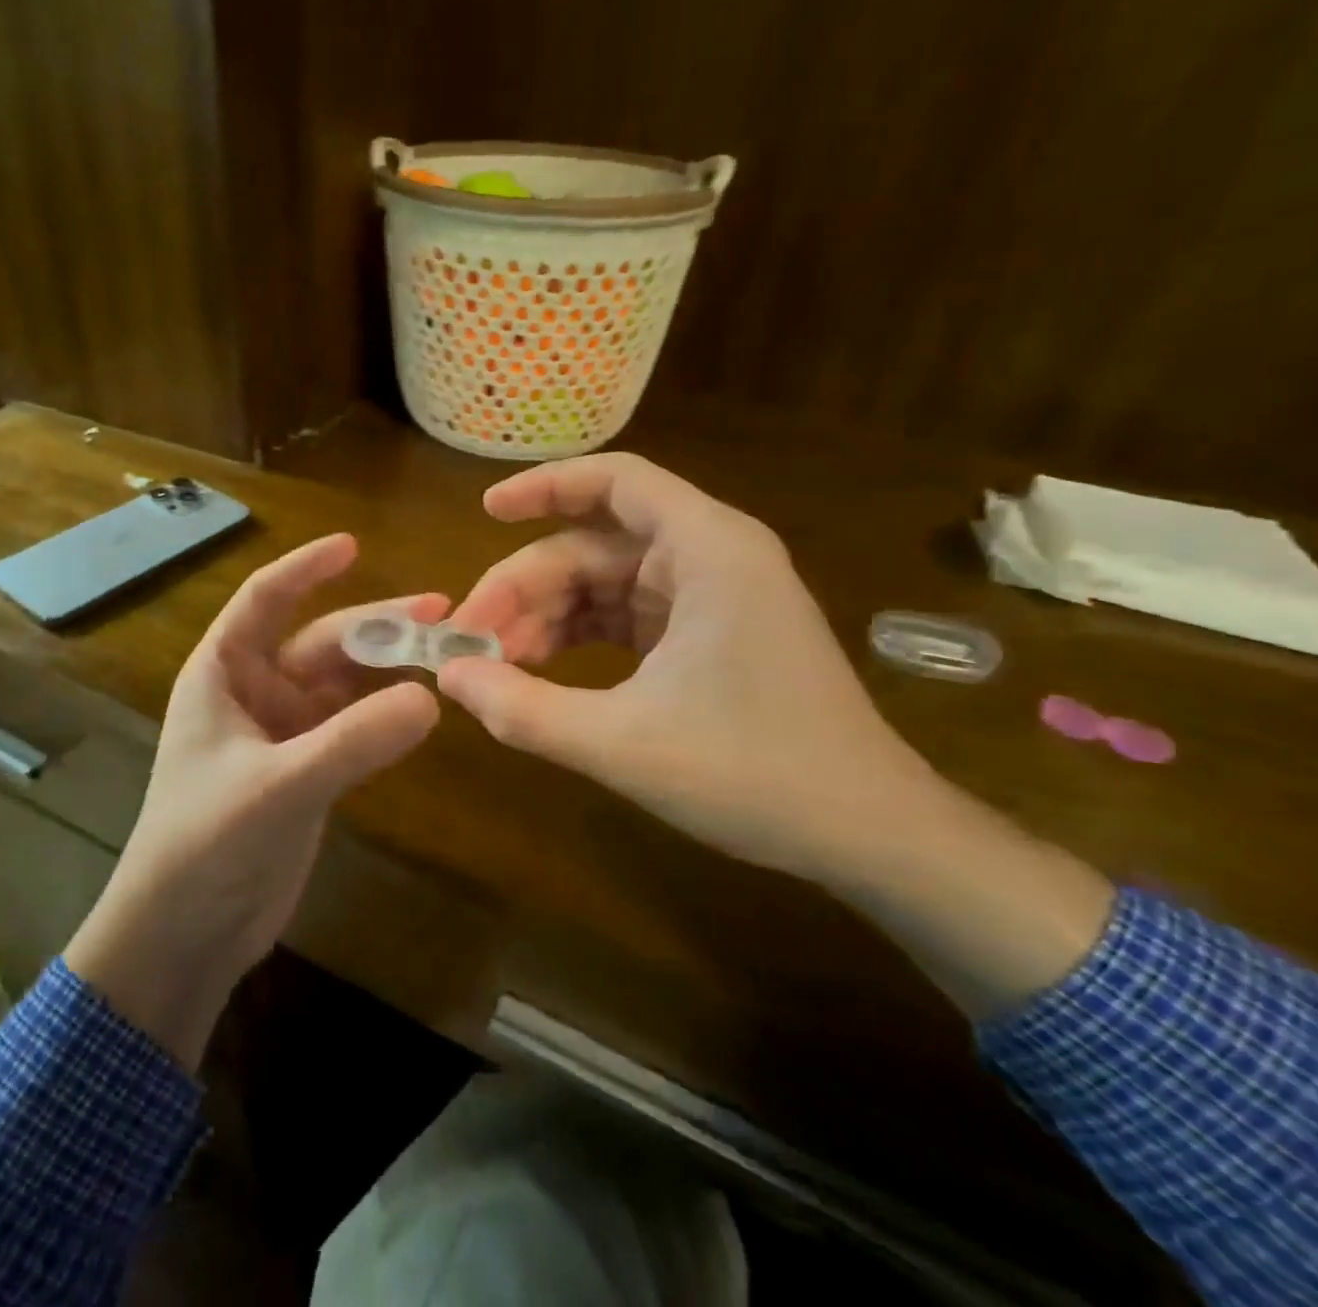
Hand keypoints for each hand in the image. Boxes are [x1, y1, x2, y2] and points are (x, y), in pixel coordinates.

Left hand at [65, 534, 442, 1066]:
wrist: (183, 934)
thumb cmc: (204, 845)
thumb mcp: (277, 787)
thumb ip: (352, 742)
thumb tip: (431, 698)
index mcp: (223, 674)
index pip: (264, 600)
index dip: (305, 568)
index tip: (354, 545)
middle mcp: (254, 693)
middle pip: (320, 641)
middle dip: (376, 625)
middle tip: (441, 612)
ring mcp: (284, 733)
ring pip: (343, 684)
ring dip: (389, 667)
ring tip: (446, 651)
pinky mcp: (308, 771)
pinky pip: (354, 725)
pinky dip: (386, 712)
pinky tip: (424, 703)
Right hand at [440, 453, 928, 881]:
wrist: (868, 836)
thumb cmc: (756, 776)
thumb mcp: (623, 744)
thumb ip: (525, 709)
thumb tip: (449, 677)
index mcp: (708, 551)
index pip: (616, 481)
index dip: (545, 486)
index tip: (485, 511)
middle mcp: (712, 558)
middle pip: (593, 545)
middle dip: (525, 588)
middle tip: (469, 642)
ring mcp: (711, 599)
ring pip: (604, 584)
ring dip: (546, 618)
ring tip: (496, 667)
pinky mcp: (708, 637)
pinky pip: (625, 618)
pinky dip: (578, 639)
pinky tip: (539, 673)